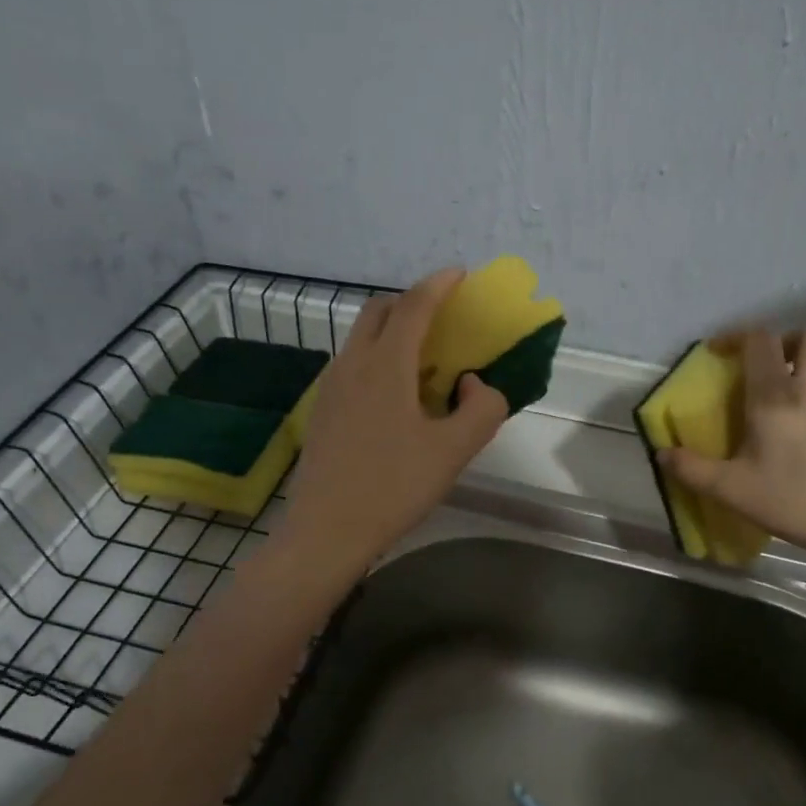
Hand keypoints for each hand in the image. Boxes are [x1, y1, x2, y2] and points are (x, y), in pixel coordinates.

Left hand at [282, 268, 508, 570]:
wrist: (326, 530)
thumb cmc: (394, 487)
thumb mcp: (454, 451)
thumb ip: (481, 408)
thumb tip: (472, 384)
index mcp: (386, 365)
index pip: (414, 307)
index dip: (439, 285)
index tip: (459, 275)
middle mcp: (353, 364)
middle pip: (379, 311)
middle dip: (412, 301)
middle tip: (442, 315)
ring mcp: (332, 387)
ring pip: (362, 337)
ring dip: (393, 330)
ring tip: (424, 357)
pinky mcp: (323, 410)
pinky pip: (353, 364)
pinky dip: (378, 357)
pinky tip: (397, 394)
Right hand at [658, 330, 805, 569]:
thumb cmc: (798, 501)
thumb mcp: (733, 491)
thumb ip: (693, 470)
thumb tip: (663, 453)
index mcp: (775, 396)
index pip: (759, 340)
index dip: (735, 336)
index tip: (717, 353)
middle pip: (805, 337)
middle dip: (780, 343)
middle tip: (761, 368)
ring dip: (804, 362)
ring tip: (784, 391)